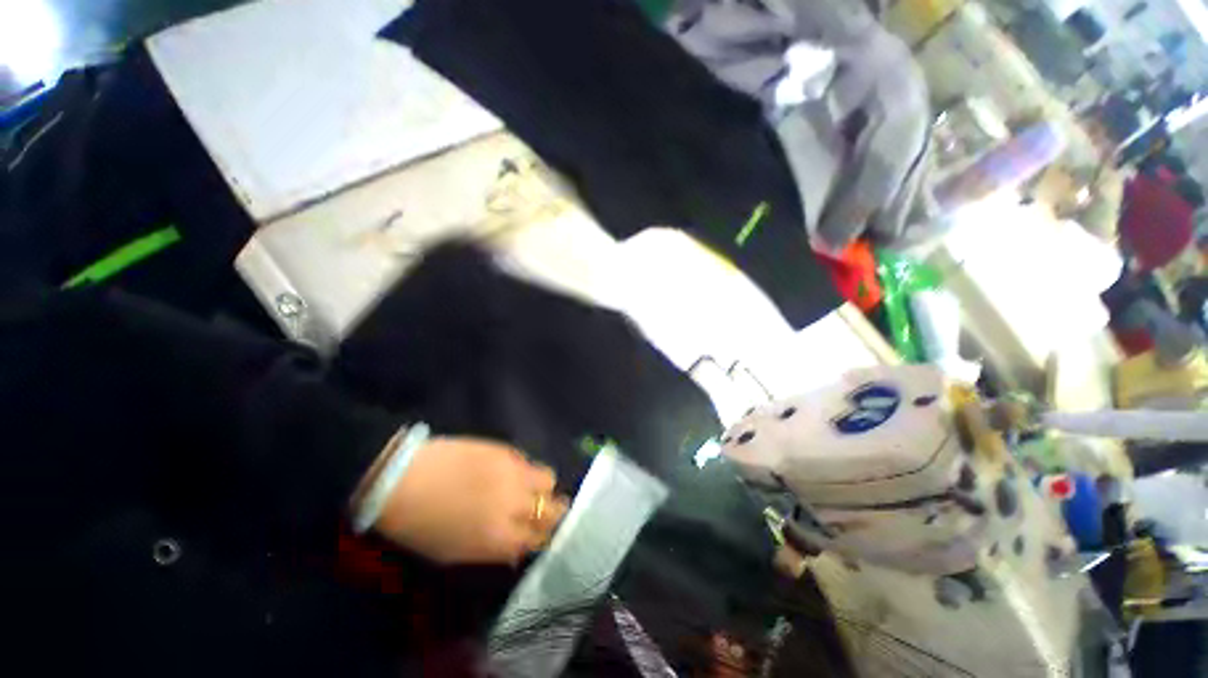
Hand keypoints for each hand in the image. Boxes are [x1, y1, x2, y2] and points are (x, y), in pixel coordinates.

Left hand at [371, 437, 569, 564]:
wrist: (402, 479)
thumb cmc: (420, 526)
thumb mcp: (453, 553)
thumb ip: (493, 551)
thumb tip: (518, 547)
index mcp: (500, 538)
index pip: (541, 539)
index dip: (543, 537)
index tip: (541, 534)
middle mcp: (515, 505)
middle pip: (555, 509)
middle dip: (554, 513)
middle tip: (542, 511)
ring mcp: (513, 473)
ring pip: (549, 478)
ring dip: (542, 487)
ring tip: (527, 487)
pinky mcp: (506, 450)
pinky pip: (528, 461)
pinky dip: (524, 470)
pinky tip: (508, 472)